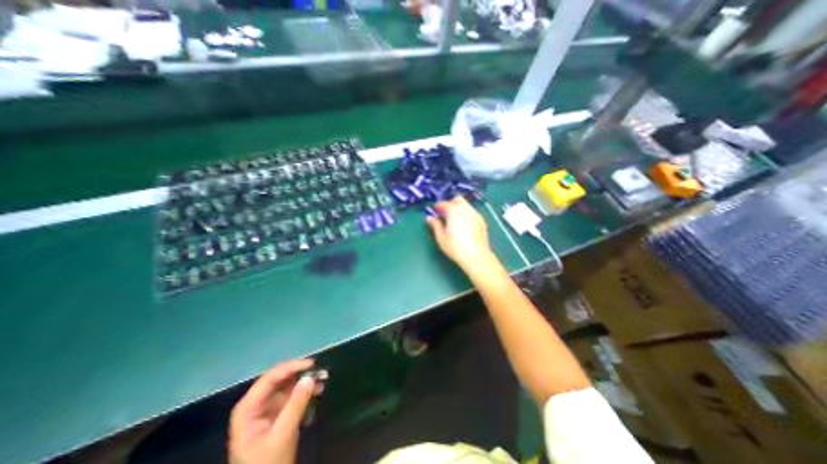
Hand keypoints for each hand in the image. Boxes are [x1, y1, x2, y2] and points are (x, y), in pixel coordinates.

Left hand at [230, 358, 316, 463]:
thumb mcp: (282, 434)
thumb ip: (296, 404)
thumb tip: (310, 377)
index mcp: (248, 407)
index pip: (270, 378)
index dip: (291, 367)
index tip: (312, 364)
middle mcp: (256, 403)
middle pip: (279, 379)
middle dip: (300, 373)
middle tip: (320, 371)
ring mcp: (266, 408)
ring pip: (287, 385)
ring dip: (304, 381)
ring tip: (322, 380)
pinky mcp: (277, 413)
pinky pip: (292, 395)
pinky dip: (304, 391)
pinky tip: (318, 391)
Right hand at [426, 194, 489, 267]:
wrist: (476, 256)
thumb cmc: (455, 247)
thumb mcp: (441, 237)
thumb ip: (435, 225)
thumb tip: (429, 217)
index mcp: (453, 211)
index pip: (443, 203)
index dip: (437, 206)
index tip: (434, 212)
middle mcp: (465, 208)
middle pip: (457, 199)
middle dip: (450, 204)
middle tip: (445, 214)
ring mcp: (475, 214)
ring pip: (466, 205)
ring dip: (459, 208)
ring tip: (454, 220)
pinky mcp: (482, 220)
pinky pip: (472, 212)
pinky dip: (466, 214)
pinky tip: (464, 225)